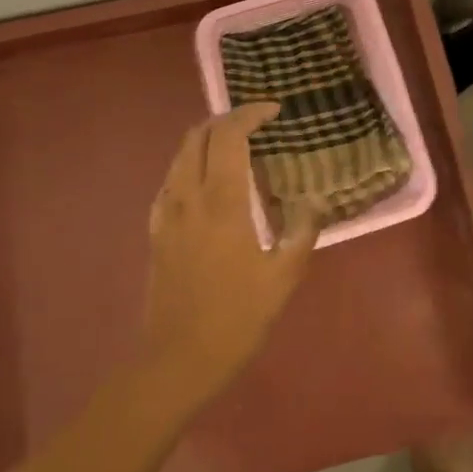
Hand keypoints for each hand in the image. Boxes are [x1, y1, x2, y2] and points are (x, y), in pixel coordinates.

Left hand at [140, 104, 316, 409]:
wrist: (177, 360)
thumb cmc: (235, 319)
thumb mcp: (282, 278)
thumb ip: (302, 231)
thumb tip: (316, 199)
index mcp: (222, 202)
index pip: (229, 135)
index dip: (250, 113)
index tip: (274, 111)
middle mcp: (189, 196)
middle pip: (199, 135)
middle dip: (227, 119)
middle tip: (256, 123)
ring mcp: (167, 212)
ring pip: (180, 154)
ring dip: (206, 138)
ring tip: (234, 145)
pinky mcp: (156, 231)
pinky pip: (170, 180)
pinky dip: (190, 164)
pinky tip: (205, 182)